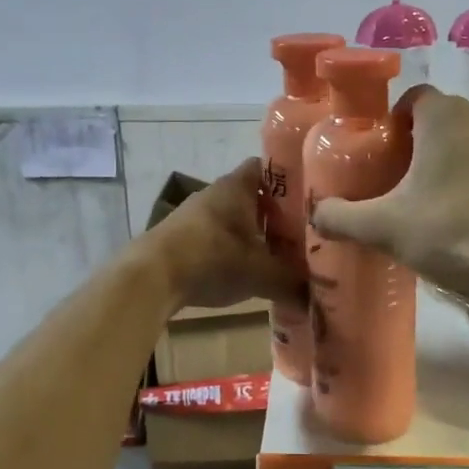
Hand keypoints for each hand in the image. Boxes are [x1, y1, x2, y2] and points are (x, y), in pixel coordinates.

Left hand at [144, 159, 304, 309]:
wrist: (150, 276)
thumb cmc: (212, 259)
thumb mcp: (260, 274)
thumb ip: (292, 284)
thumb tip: (317, 300)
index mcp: (237, 187)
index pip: (268, 168)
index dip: (290, 179)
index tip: (311, 197)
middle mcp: (215, 194)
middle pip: (253, 196)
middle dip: (277, 214)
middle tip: (303, 234)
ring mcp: (195, 215)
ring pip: (234, 218)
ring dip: (253, 234)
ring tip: (278, 256)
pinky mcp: (181, 237)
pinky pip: (217, 236)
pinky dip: (232, 249)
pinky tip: (244, 271)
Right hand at [310, 87, 468, 297]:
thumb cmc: (456, 228)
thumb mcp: (387, 228)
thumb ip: (344, 217)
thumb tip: (315, 213)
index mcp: (444, 115)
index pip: (411, 99)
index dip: (392, 125)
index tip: (383, 158)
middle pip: (442, 122)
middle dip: (422, 149)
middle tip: (403, 187)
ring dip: (456, 166)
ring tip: (441, 208)